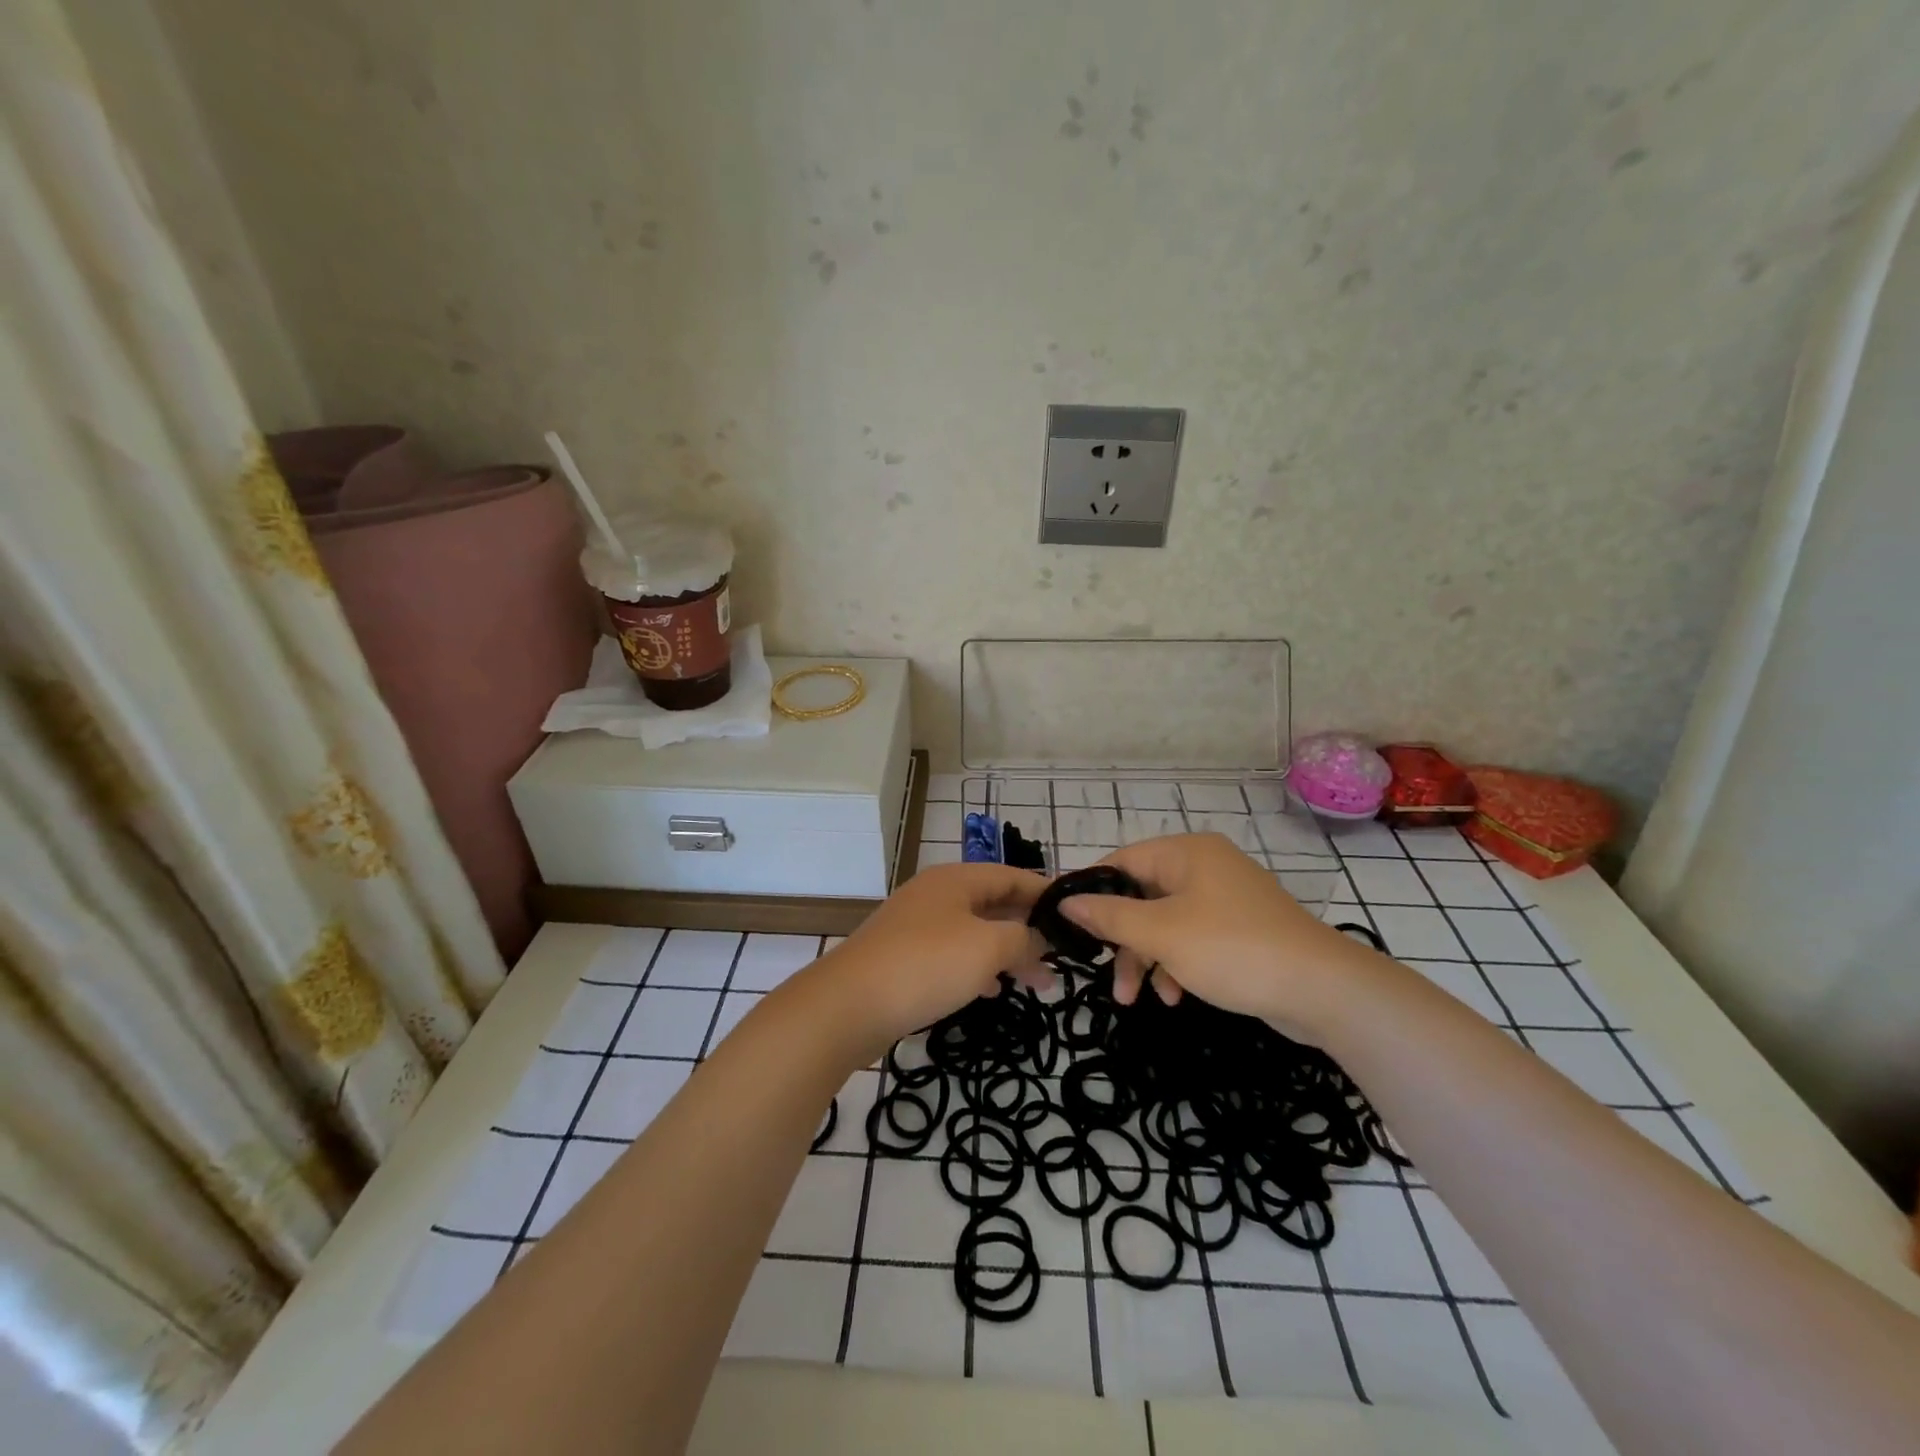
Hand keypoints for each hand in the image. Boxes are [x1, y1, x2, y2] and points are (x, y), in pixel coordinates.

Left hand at [820, 862, 1048, 1051]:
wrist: (848, 1004)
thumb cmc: (926, 965)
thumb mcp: (987, 947)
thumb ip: (1022, 938)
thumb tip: (1038, 939)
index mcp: (957, 879)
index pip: (1012, 875)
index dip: (1046, 892)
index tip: (1076, 913)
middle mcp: (937, 894)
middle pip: (994, 902)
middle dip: (1029, 928)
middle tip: (1062, 956)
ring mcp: (917, 925)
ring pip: (975, 931)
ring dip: (1006, 952)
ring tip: (1037, 982)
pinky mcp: (904, 956)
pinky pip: (952, 954)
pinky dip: (977, 968)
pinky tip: (991, 991)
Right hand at [1060, 833, 1379, 1039]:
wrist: (1322, 990)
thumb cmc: (1232, 949)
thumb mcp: (1161, 933)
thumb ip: (1110, 917)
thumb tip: (1066, 902)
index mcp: (1186, 853)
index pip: (1121, 861)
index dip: (1092, 892)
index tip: (1067, 925)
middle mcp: (1205, 867)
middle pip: (1142, 896)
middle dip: (1123, 940)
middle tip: (1107, 976)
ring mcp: (1226, 899)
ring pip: (1165, 922)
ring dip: (1147, 959)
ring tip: (1137, 999)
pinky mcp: (1241, 929)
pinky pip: (1193, 938)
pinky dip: (1177, 964)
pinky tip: (1176, 997)